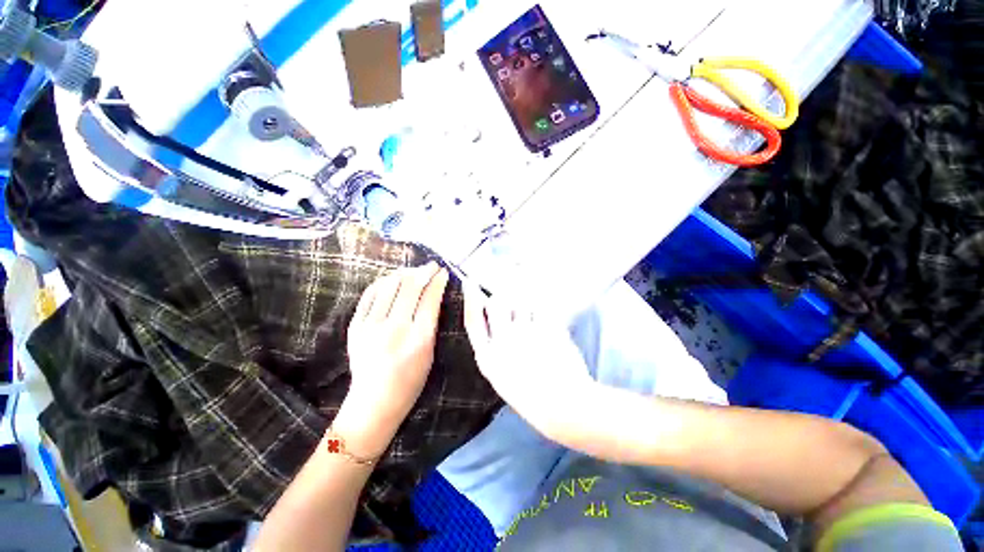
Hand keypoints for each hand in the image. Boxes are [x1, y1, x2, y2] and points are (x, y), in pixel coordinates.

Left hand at [338, 263, 448, 452]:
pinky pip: (370, 294)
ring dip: (405, 273)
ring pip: (390, 285)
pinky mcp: (355, 326)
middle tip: (432, 265)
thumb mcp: (430, 352)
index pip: (430, 298)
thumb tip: (432, 293)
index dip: (438, 281)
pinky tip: (393, 279)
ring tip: (414, 271)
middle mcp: (395, 328)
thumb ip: (431, 322)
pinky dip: (384, 282)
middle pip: (411, 287)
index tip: (443, 272)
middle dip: (424, 271)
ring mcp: (371, 326)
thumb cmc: (411, 380)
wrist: (374, 401)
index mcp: (419, 338)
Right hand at [463, 287, 594, 433]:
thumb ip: (495, 350)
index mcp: (488, 358)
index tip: (471, 282)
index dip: (470, 298)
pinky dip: (544, 312)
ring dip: (527, 306)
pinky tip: (549, 325)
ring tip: (535, 323)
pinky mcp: (547, 328)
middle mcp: (503, 341)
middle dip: (503, 299)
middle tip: (514, 305)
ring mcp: (526, 332)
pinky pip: (542, 309)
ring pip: (521, 302)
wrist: (564, 406)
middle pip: (496, 303)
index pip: (472, 319)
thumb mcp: (502, 377)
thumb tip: (496, 323)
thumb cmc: (531, 398)